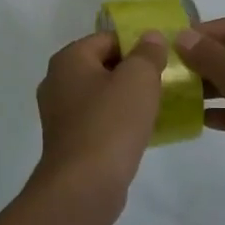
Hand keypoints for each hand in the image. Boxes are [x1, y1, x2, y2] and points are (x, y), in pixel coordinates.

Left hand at [29, 30, 168, 224]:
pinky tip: (143, 131)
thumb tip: (151, 37)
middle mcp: (58, 82)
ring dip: (129, 98)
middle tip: (166, 80)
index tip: (165, 58)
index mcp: (69, 60)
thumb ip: (147, 52)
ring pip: (103, 95)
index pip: (108, 38)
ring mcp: (61, 115)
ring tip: (160, 105)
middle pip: (104, 66)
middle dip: (135, 71)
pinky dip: (120, 122)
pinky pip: (100, 121)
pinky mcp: (70, 142)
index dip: (138, 44)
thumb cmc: (111, 123)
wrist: (84, 186)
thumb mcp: (138, 78)